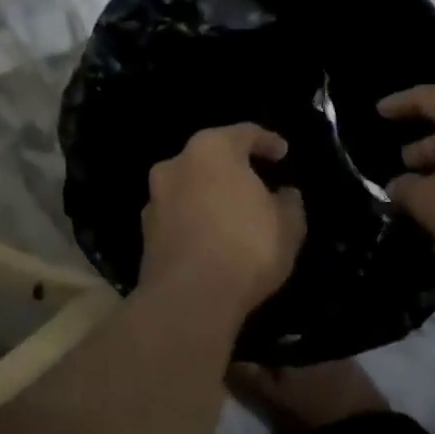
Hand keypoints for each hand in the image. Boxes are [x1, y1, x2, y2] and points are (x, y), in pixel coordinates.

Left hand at [139, 124, 306, 320]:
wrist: (189, 299)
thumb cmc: (246, 247)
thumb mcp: (288, 225)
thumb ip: (289, 203)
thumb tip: (285, 195)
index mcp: (211, 149)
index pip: (245, 133)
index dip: (268, 142)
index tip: (283, 154)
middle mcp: (176, 165)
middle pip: (210, 158)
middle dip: (234, 169)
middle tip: (257, 183)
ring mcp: (154, 200)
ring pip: (190, 188)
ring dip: (210, 196)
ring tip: (234, 216)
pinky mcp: (145, 235)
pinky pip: (178, 218)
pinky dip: (196, 222)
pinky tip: (213, 240)